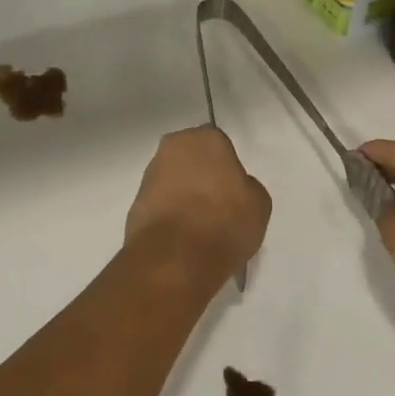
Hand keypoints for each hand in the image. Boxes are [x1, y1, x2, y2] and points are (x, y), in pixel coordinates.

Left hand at [125, 127, 271, 288]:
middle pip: (193, 159)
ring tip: (199, 227)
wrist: (175, 257)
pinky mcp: (136, 200)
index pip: (220, 146)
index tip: (233, 193)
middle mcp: (174, 146)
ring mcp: (151, 173)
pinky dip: (169, 214)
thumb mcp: (258, 205)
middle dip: (202, 177)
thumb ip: (247, 187)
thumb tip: (234, 189)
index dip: (228, 170)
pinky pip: (160, 202)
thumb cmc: (223, 222)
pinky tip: (182, 237)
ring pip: (174, 179)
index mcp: (206, 138)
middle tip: (216, 207)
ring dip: (184, 195)